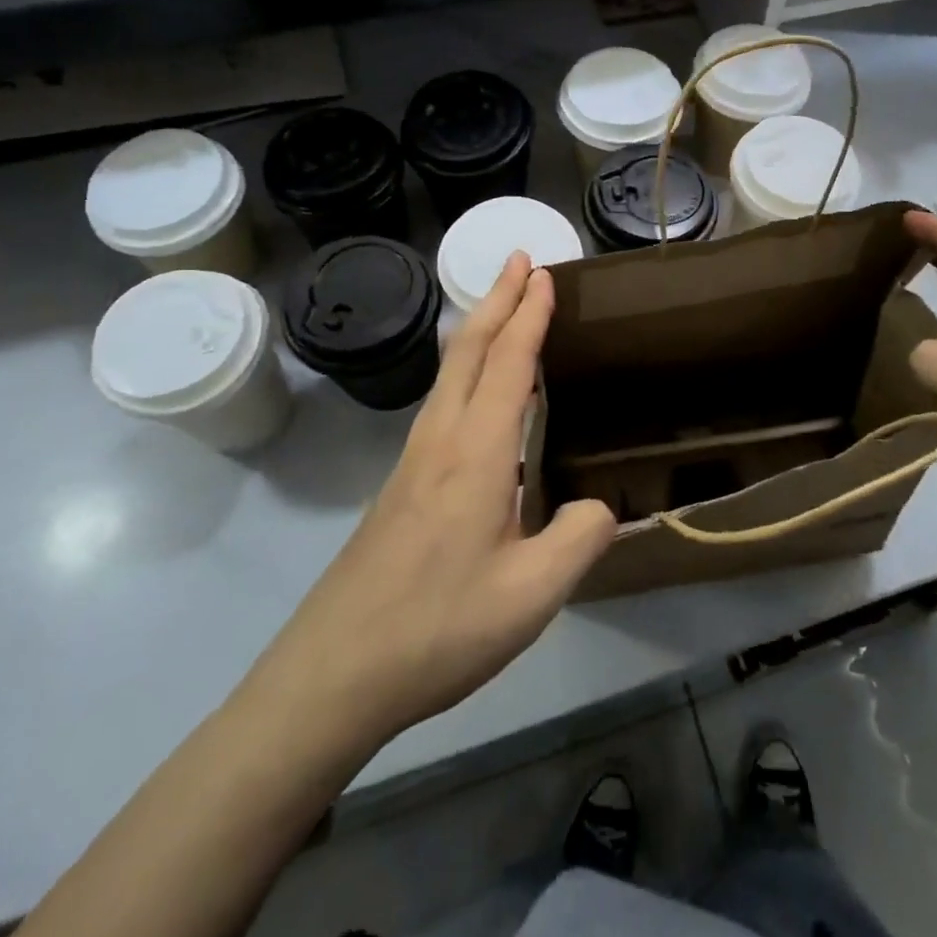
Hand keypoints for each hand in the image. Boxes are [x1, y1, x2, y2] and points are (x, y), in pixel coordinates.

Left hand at [239, 254, 616, 766]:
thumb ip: (580, 539)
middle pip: (470, 351)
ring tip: (502, 310)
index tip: (544, 273)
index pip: (509, 363)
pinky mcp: (401, 487)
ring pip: (449, 374)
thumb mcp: (531, 595)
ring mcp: (413, 463)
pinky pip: (441, 404)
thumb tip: (604, 506)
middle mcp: (441, 441)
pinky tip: (475, 396)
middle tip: (520, 261)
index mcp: (476, 453)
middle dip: (497, 299)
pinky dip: (465, 371)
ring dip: (479, 331)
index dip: (529, 314)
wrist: (332, 675)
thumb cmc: (437, 629)